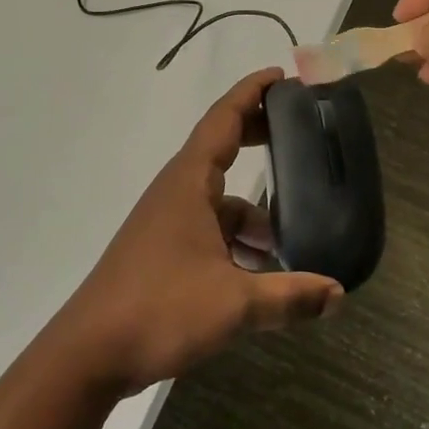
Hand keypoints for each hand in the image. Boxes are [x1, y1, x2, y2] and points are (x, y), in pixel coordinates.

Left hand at [55, 69, 342, 394]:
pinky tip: (263, 273)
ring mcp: (168, 221)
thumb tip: (339, 296)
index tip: (281, 75)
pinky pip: (210, 229)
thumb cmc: (160, 309)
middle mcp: (178, 191)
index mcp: (190, 182)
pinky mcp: (164, 249)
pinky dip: (238, 241)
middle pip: (222, 148)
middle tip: (300, 133)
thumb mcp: (234, 304)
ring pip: (221, 201)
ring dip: (255, 212)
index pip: (224, 119)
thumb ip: (290, 297)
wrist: (89, 354)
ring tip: (296, 235)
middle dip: (259, 137)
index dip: (252, 92)